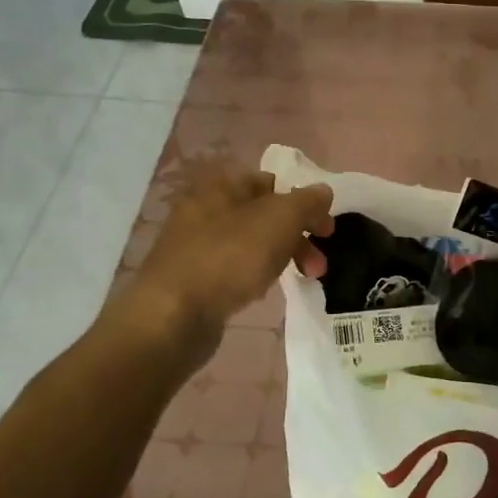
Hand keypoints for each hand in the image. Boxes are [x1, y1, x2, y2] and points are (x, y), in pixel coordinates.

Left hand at [112, 164, 333, 346]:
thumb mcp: (280, 219)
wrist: (172, 316)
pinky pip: (233, 267)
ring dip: (282, 256)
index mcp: (222, 186)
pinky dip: (255, 274)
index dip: (303, 201)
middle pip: (264, 214)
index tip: (324, 229)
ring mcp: (195, 245)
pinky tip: (262, 291)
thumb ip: (307, 201)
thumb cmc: (230, 257)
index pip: (272, 181)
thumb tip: (322, 191)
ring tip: (302, 279)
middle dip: (298, 235)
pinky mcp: (192, 278)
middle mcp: (205, 209)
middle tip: (318, 263)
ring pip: (251, 242)